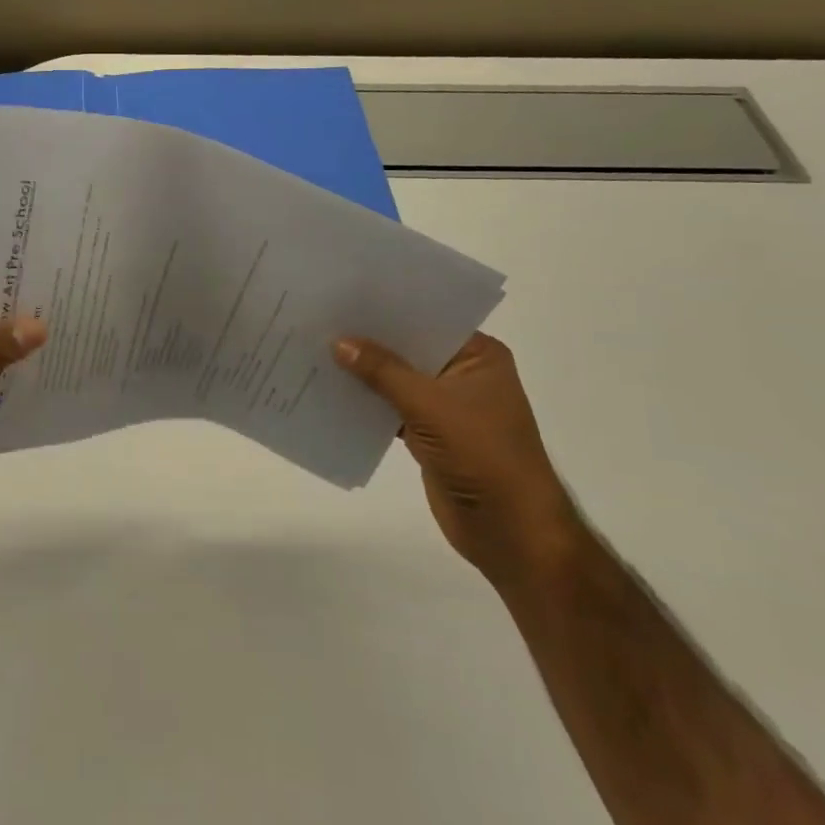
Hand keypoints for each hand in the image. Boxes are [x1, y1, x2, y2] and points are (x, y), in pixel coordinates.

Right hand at [333, 333, 583, 592]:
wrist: (509, 529)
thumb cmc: (482, 454)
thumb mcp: (430, 405)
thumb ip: (382, 371)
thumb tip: (338, 341)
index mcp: (478, 356)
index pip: (428, 319)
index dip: (388, 309)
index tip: (345, 295)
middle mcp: (462, 374)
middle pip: (408, 349)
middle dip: (369, 340)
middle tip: (321, 319)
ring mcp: (445, 406)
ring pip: (396, 380)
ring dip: (363, 373)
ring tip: (315, 349)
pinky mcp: (428, 434)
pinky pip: (390, 408)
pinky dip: (366, 403)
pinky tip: (329, 391)